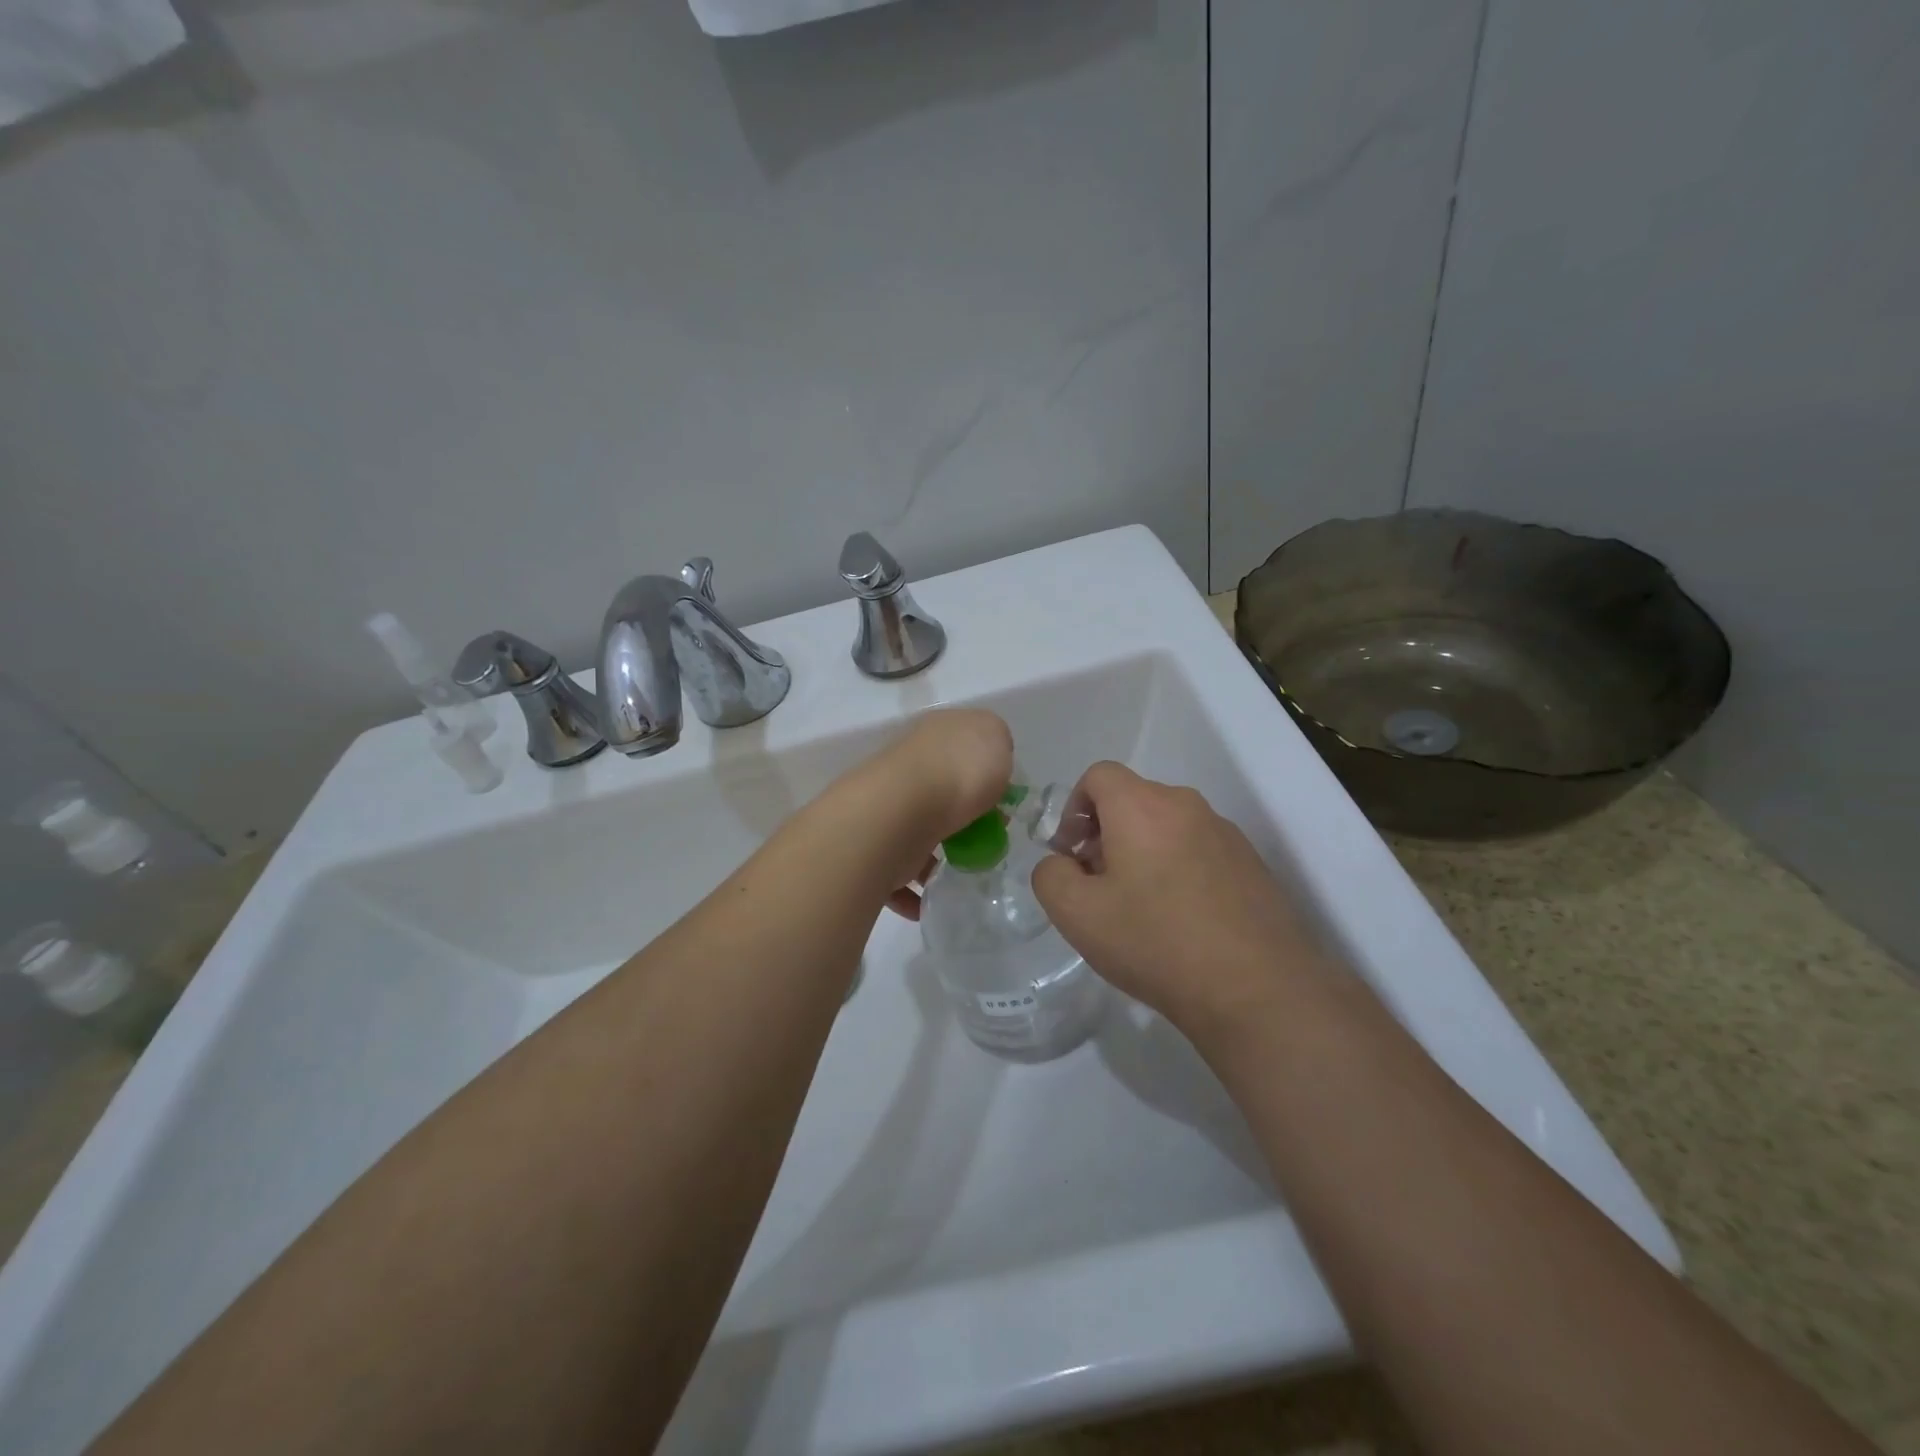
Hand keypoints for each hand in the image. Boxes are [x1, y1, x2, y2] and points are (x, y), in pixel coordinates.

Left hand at [842, 708, 1012, 919]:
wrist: (898, 812)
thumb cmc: (957, 772)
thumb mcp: (994, 737)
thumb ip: (996, 744)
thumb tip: (989, 760)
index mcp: (934, 736)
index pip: (960, 748)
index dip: (984, 772)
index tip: (1003, 802)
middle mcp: (906, 768)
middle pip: (939, 792)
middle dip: (960, 818)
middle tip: (986, 841)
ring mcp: (887, 807)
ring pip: (915, 832)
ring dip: (934, 856)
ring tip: (959, 876)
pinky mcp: (874, 847)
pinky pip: (895, 873)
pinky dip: (910, 891)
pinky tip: (928, 901)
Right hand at [1030, 762, 1330, 1037]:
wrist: (1257, 991)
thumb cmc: (1156, 942)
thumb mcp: (1077, 915)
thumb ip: (1050, 875)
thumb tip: (1063, 863)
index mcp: (1143, 806)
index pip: (1098, 775)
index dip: (1073, 808)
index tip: (1071, 854)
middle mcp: (1187, 806)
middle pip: (1133, 800)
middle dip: (1105, 834)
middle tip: (1098, 886)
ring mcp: (1225, 834)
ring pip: (1166, 827)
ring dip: (1142, 853)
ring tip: (1139, 909)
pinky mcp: (1251, 865)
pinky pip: (1198, 850)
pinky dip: (1177, 869)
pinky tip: (1179, 921)